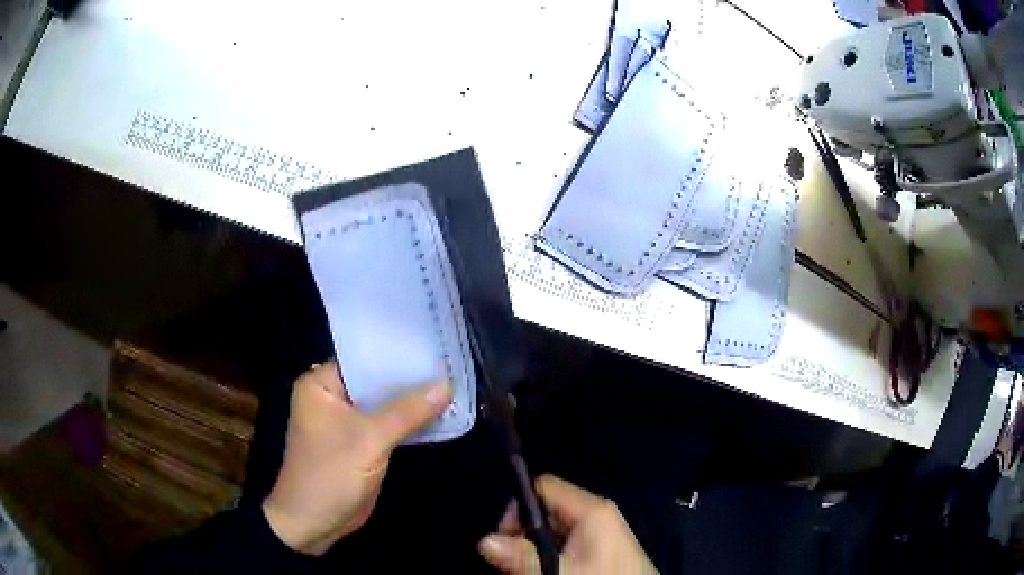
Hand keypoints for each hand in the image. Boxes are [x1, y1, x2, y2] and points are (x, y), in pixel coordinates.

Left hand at [263, 361, 450, 554]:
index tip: (436, 346)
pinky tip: (440, 415)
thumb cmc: (330, 474)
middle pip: (377, 382)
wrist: (314, 523)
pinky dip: (409, 423)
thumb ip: (407, 412)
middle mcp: (332, 397)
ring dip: (413, 403)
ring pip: (385, 405)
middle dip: (411, 380)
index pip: (365, 359)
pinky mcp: (361, 444)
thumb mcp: (369, 440)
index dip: (399, 354)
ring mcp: (347, 422)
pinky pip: (388, 426)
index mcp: (321, 384)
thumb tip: (446, 384)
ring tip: (454, 386)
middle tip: (452, 365)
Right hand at [478, 474, 656, 573]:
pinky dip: (550, 553)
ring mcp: (599, 529)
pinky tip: (548, 569)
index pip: (543, 486)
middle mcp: (595, 512)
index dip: (519, 506)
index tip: (506, 534)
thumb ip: (523, 555)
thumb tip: (484, 540)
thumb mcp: (560, 570)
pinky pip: (565, 541)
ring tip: (530, 568)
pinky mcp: (600, 545)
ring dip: (535, 547)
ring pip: (553, 528)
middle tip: (515, 559)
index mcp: (591, 508)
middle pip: (545, 509)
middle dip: (524, 533)